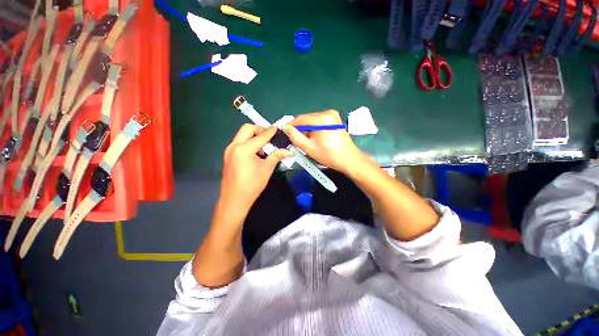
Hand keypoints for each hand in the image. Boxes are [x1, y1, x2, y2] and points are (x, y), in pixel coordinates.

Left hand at [219, 124, 291, 214]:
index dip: (270, 131)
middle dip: (259, 130)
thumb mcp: (267, 169)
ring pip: (241, 135)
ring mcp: (228, 150)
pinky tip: (255, 152)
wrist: (234, 200)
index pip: (260, 136)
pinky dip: (247, 142)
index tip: (277, 127)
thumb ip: (276, 156)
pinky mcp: (227, 156)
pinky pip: (238, 142)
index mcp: (244, 149)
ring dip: (252, 136)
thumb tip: (289, 152)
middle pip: (247, 129)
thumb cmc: (252, 185)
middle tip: (269, 137)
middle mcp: (234, 146)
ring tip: (263, 146)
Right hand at [283, 110, 366, 174]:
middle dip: (300, 129)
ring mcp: (332, 115)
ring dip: (307, 130)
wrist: (349, 159)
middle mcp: (327, 112)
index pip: (300, 119)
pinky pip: (318, 122)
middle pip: (306, 119)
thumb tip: (286, 127)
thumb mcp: (309, 148)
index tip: (285, 134)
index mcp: (322, 118)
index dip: (291, 126)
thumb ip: (295, 137)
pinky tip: (315, 138)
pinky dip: (314, 129)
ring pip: (312, 120)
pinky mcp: (334, 119)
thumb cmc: (329, 155)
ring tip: (307, 141)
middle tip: (297, 141)